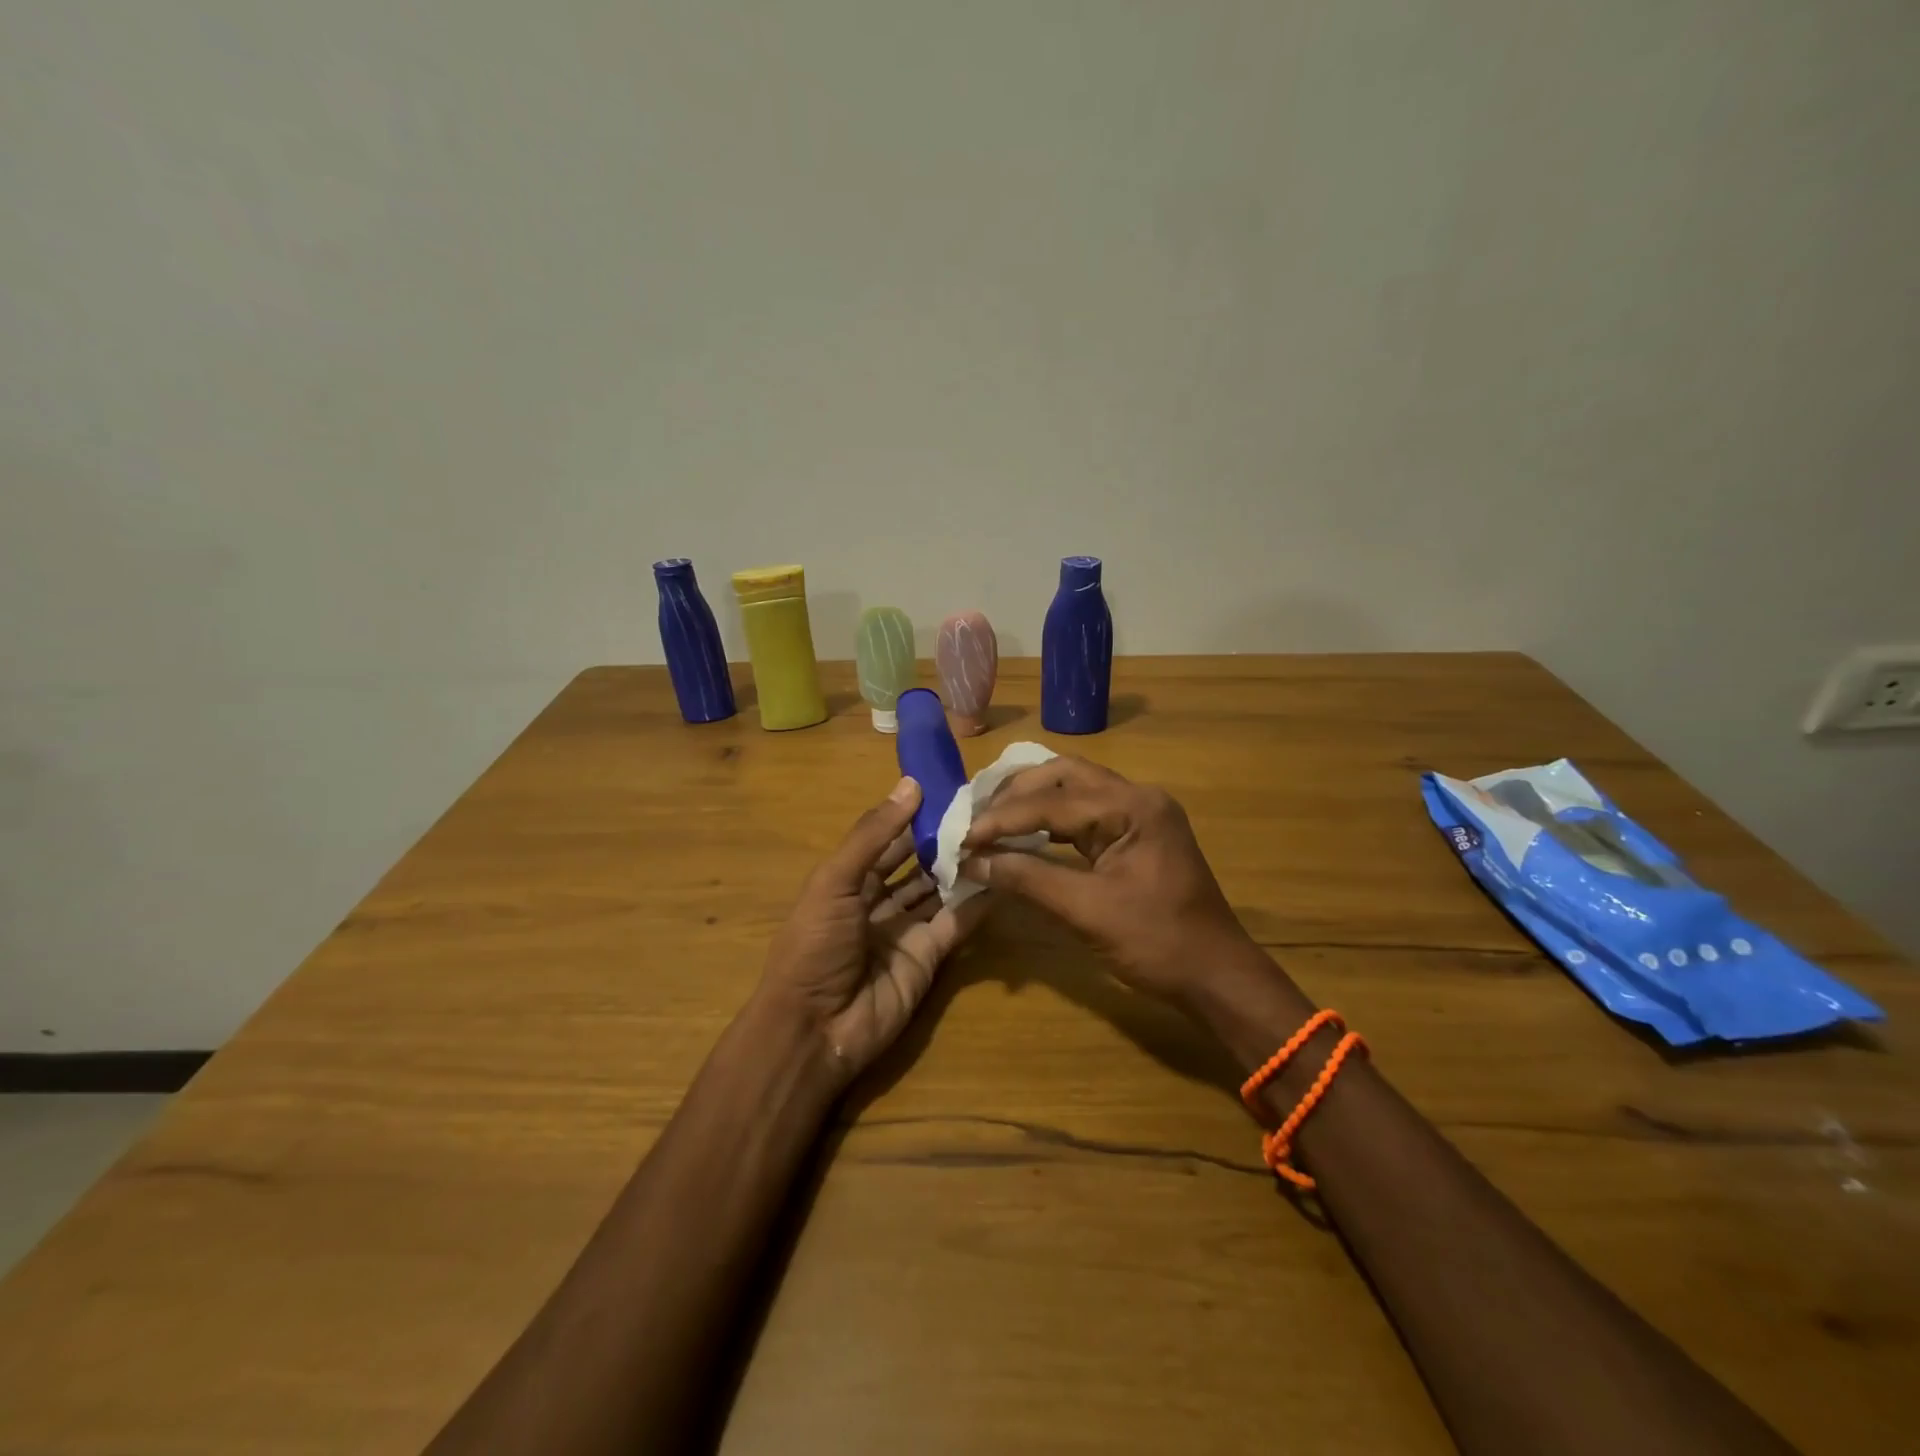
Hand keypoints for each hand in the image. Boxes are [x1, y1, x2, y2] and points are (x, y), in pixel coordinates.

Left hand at [761, 776, 987, 1081]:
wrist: (816, 1029)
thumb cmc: (815, 945)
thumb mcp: (835, 882)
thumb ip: (873, 835)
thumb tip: (911, 784)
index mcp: (847, 882)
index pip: (886, 841)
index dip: (912, 816)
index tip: (947, 788)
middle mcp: (877, 903)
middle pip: (915, 865)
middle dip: (941, 841)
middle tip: (981, 811)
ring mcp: (905, 932)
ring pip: (938, 892)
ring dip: (961, 868)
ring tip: (996, 836)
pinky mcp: (929, 958)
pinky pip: (956, 924)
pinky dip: (976, 904)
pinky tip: (1000, 877)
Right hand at [959, 756, 1259, 1004]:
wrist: (1217, 976)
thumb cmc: (1157, 943)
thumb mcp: (1087, 911)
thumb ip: (1027, 879)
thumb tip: (972, 862)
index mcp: (1133, 807)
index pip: (1052, 802)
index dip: (1003, 820)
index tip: (964, 839)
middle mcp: (1138, 797)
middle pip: (1064, 776)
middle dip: (1016, 794)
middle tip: (977, 817)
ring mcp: (1140, 813)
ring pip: (1074, 789)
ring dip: (1032, 802)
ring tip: (992, 820)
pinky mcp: (1137, 833)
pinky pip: (1086, 813)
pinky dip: (1052, 820)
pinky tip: (1025, 833)